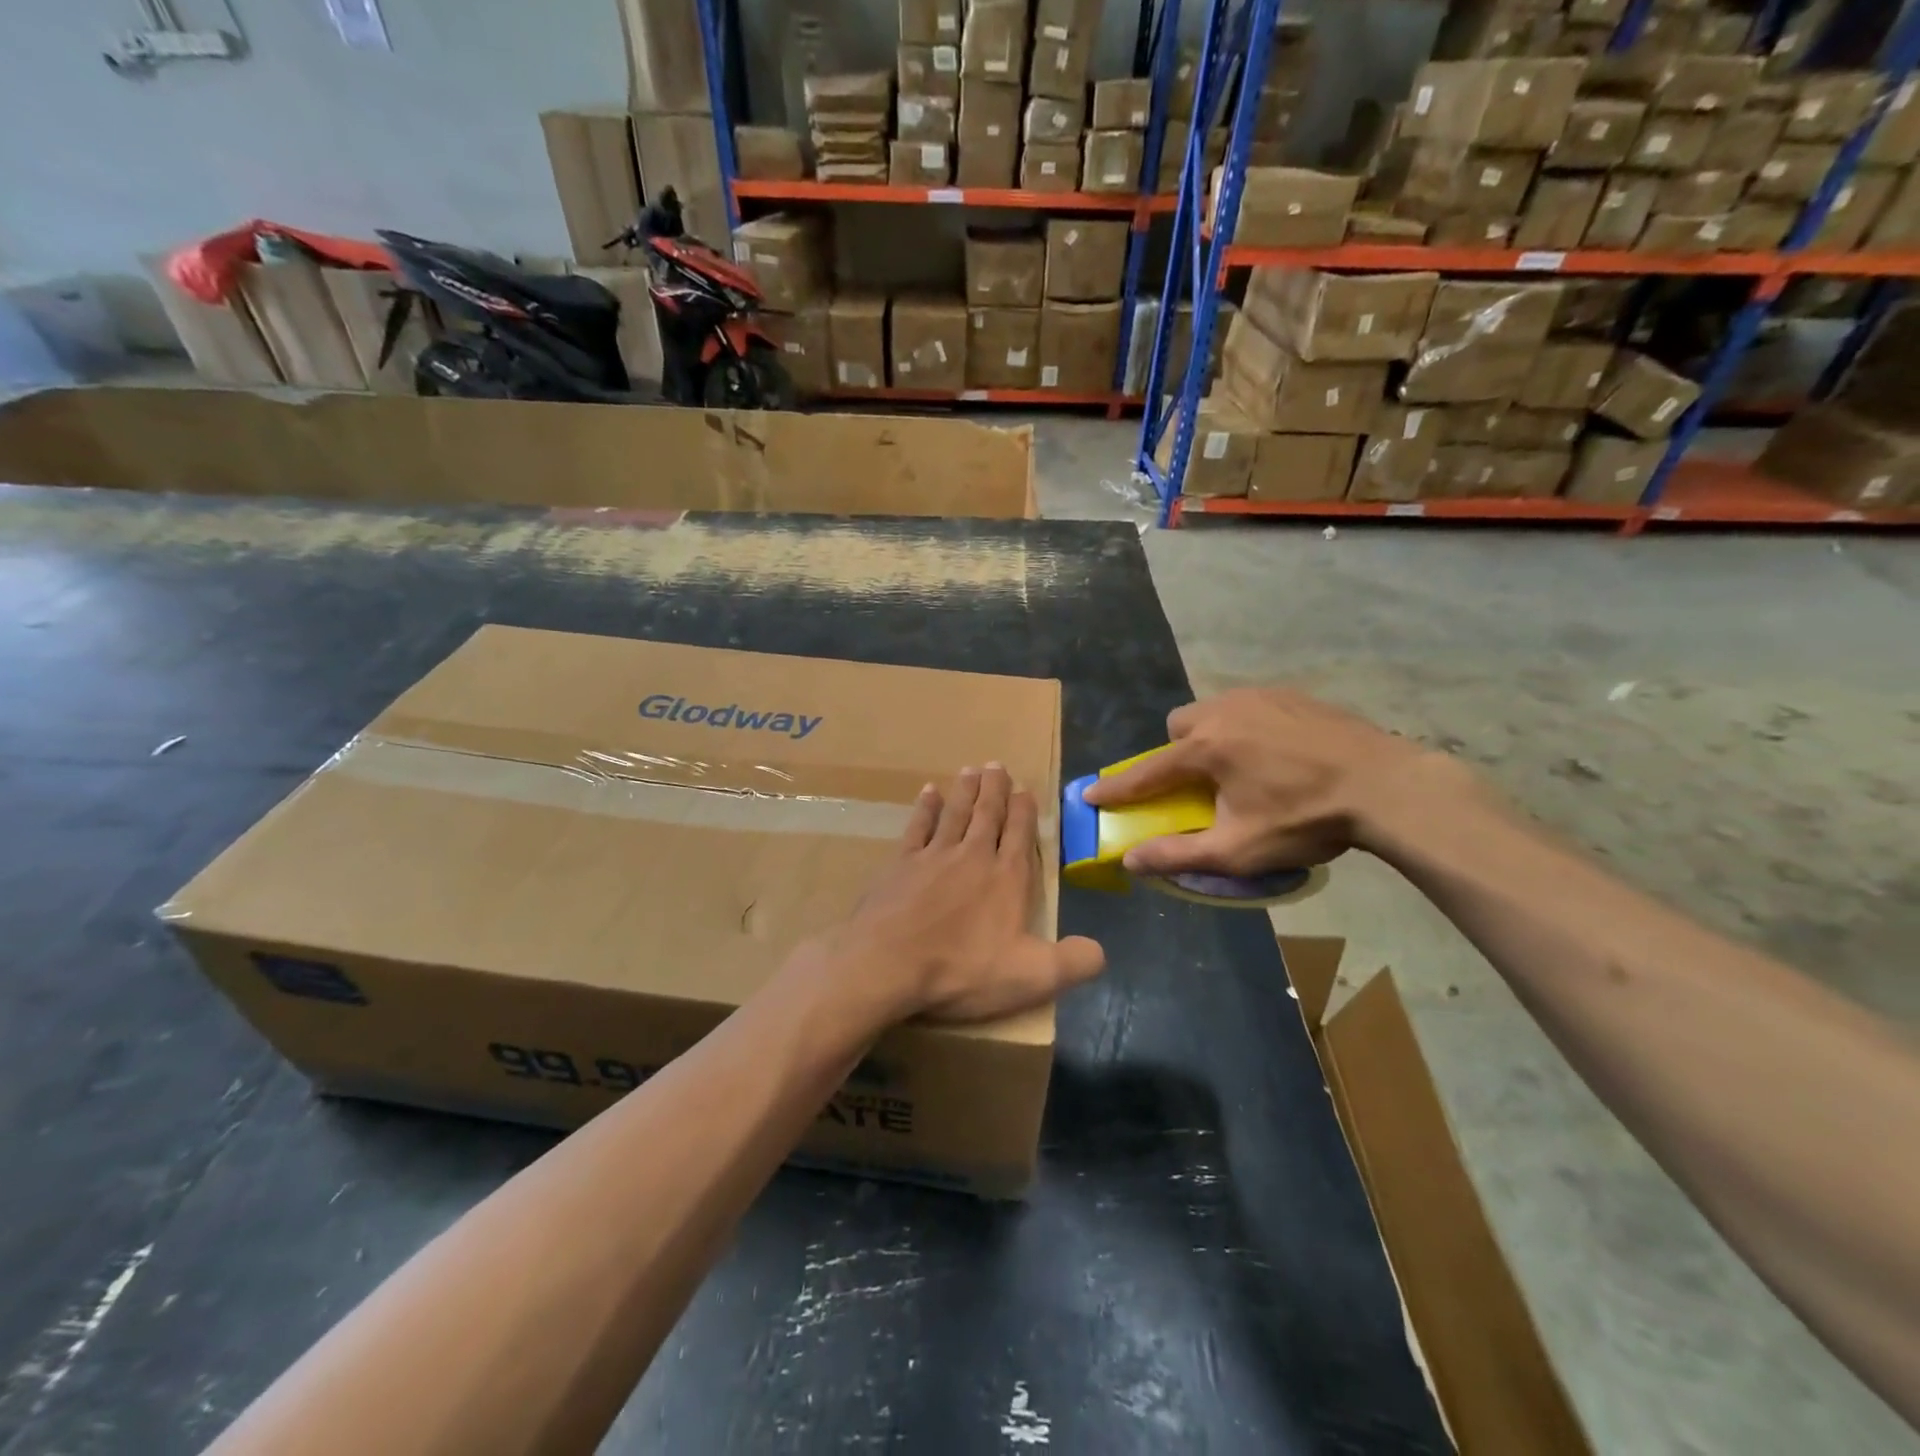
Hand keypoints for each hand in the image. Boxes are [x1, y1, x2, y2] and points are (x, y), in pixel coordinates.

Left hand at [823, 765, 1105, 1024]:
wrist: (888, 963)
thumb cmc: (962, 970)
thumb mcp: (1031, 977)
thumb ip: (1073, 963)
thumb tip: (1100, 951)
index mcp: (1006, 878)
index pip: (1020, 835)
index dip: (1024, 811)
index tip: (1025, 789)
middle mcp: (973, 856)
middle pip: (987, 815)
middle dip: (995, 789)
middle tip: (997, 765)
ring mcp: (934, 856)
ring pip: (955, 813)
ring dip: (965, 791)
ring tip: (971, 769)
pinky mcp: (901, 864)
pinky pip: (917, 827)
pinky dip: (925, 808)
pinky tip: (928, 792)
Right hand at [1080, 688, 1434, 877]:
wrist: (1387, 786)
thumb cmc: (1306, 819)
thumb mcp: (1239, 849)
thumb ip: (1179, 853)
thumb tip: (1131, 860)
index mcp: (1206, 748)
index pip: (1147, 771)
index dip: (1117, 787)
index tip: (1091, 794)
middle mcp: (1224, 711)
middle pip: (1179, 726)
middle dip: (1177, 751)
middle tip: (1200, 781)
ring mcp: (1260, 696)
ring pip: (1214, 710)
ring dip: (1211, 735)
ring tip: (1241, 766)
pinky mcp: (1292, 694)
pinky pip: (1249, 705)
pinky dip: (1247, 726)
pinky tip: (1276, 751)